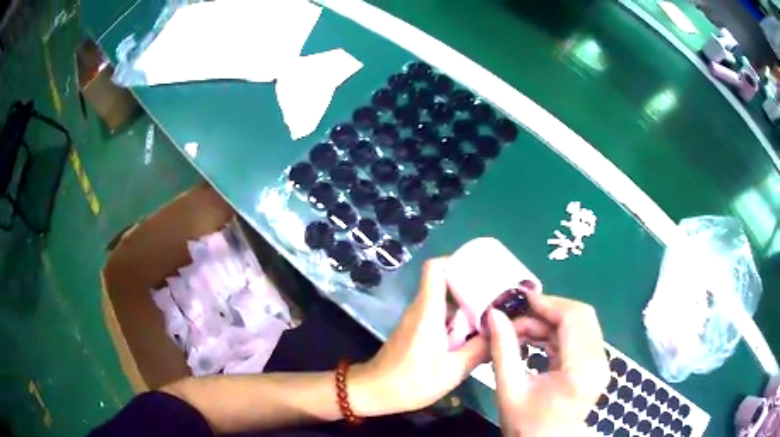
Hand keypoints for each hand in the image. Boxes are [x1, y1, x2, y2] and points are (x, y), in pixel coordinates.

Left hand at [349, 258, 488, 416]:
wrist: (374, 392)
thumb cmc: (410, 382)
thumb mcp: (452, 371)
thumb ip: (479, 349)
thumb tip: (504, 332)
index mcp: (428, 311)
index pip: (436, 268)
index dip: (458, 261)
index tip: (483, 270)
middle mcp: (421, 308)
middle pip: (445, 281)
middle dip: (472, 285)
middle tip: (498, 297)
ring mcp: (417, 318)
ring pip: (444, 299)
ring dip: (467, 304)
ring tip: (493, 315)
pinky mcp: (416, 329)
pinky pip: (439, 313)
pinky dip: (457, 318)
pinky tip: (473, 334)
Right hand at [487, 293, 608, 435]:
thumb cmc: (526, 425)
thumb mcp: (509, 389)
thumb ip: (503, 349)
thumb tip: (494, 314)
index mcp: (582, 370)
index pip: (573, 319)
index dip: (547, 304)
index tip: (520, 300)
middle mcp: (599, 362)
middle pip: (582, 316)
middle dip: (549, 309)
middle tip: (519, 314)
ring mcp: (601, 363)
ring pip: (582, 323)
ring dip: (553, 320)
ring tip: (523, 328)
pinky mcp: (596, 365)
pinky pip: (580, 336)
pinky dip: (558, 332)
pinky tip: (536, 337)